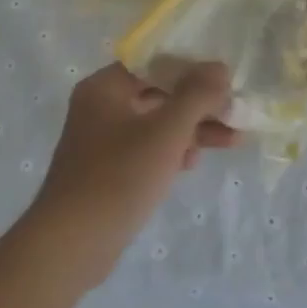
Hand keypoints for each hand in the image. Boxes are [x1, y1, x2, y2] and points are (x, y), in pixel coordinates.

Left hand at [29, 62, 236, 282]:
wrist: (71, 245)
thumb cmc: (119, 178)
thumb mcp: (166, 133)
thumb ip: (196, 95)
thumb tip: (219, 66)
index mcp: (105, 87)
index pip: (155, 63)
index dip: (193, 68)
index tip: (226, 81)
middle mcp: (100, 106)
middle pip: (159, 93)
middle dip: (199, 104)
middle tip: (235, 113)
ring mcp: (102, 140)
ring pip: (156, 123)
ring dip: (191, 129)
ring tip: (232, 139)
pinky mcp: (107, 170)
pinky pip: (146, 148)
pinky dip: (171, 150)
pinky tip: (193, 162)